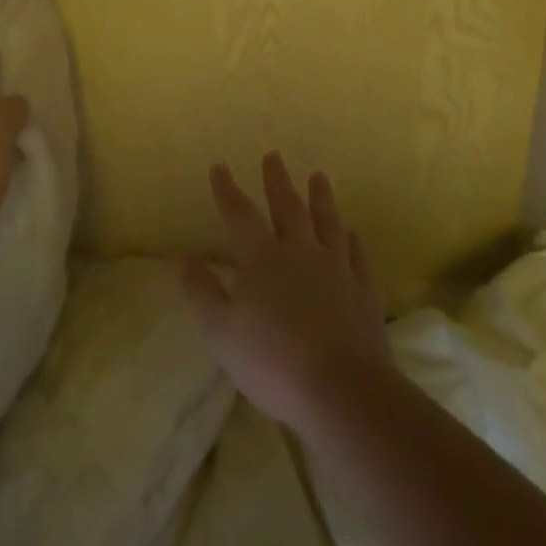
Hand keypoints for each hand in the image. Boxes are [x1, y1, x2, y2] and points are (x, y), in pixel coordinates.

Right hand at [181, 152, 389, 433]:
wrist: (344, 391)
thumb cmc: (273, 361)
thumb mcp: (221, 332)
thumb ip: (202, 292)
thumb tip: (183, 258)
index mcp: (261, 259)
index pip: (240, 215)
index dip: (227, 190)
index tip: (220, 166)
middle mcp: (299, 254)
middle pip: (287, 208)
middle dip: (277, 181)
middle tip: (274, 155)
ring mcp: (336, 270)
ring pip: (327, 224)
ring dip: (321, 198)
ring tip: (318, 177)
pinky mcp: (362, 292)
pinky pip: (356, 256)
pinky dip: (352, 241)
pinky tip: (351, 233)